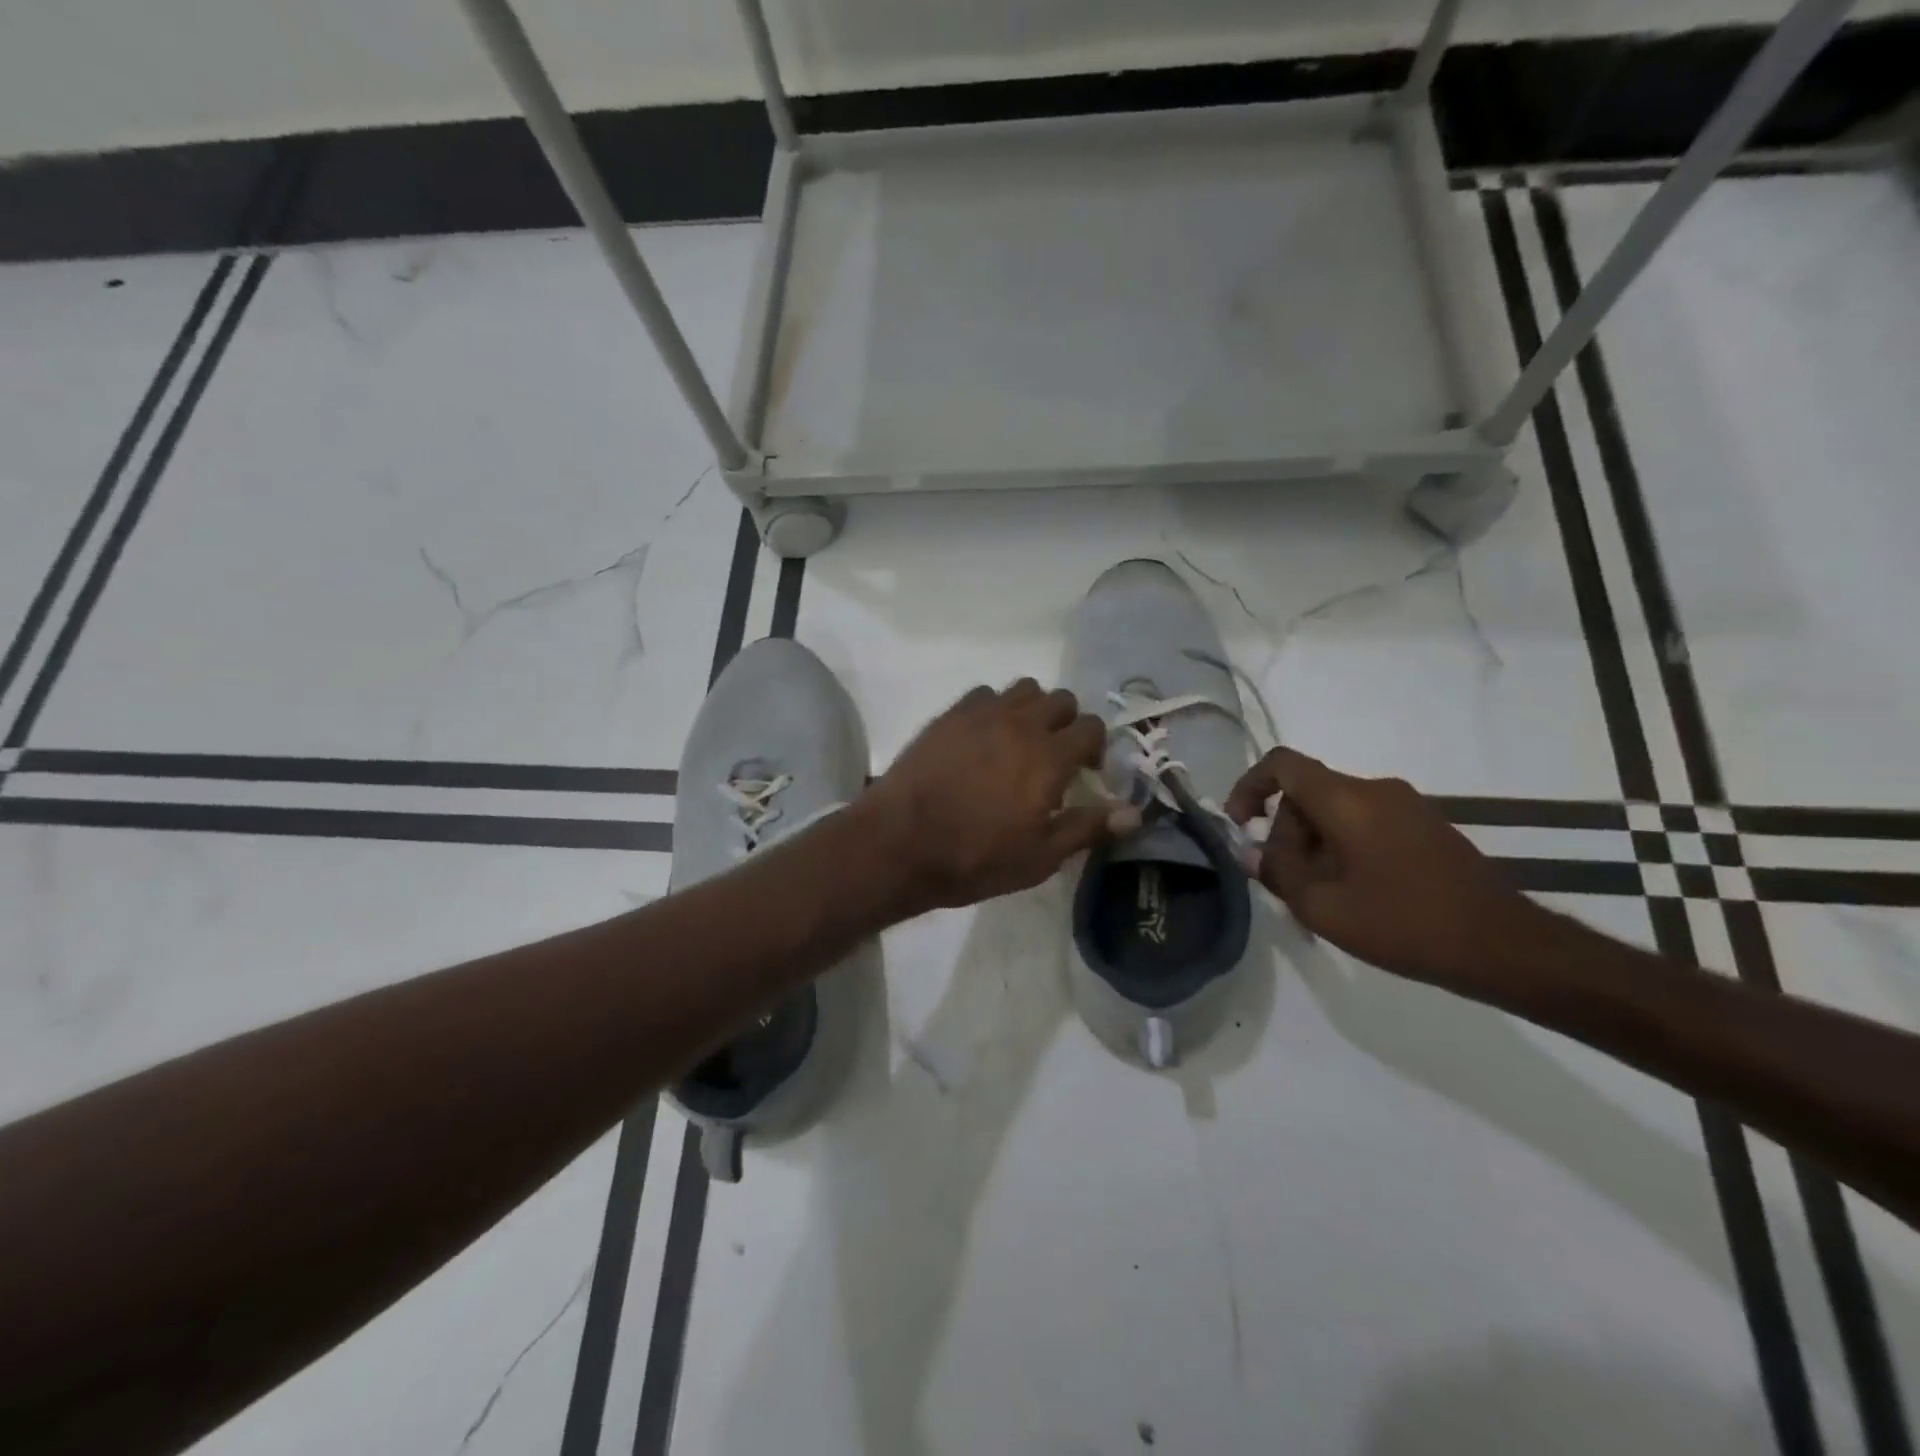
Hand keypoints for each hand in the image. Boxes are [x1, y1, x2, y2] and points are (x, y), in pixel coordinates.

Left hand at [861, 681, 1115, 913]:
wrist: (900, 843)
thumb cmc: (976, 857)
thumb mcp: (1040, 856)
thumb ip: (1089, 827)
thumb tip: (1136, 813)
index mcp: (1050, 756)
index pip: (1092, 727)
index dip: (1095, 749)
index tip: (1085, 774)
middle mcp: (1021, 723)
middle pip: (1061, 699)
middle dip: (1067, 723)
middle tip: (1054, 756)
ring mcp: (982, 713)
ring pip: (1024, 688)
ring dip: (1032, 709)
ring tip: (1019, 742)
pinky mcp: (949, 714)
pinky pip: (984, 694)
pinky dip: (994, 708)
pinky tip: (982, 738)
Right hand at [1224, 747, 1543, 987]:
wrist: (1505, 945)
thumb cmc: (1404, 923)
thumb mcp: (1324, 908)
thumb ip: (1278, 874)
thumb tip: (1251, 854)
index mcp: (1347, 800)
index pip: (1282, 764)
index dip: (1249, 786)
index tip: (1240, 824)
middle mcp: (1375, 789)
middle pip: (1308, 793)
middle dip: (1285, 833)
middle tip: (1287, 883)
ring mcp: (1407, 806)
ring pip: (1336, 811)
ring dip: (1315, 845)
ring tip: (1321, 897)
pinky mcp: (1427, 826)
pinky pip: (1366, 822)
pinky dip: (1344, 847)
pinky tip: (1355, 894)